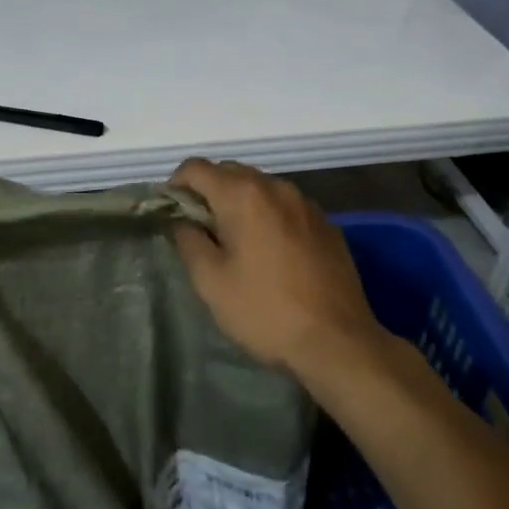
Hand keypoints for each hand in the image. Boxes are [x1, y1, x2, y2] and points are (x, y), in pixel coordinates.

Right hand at [169, 159, 381, 382]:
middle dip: (208, 193)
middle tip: (199, 230)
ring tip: (235, 242)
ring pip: (261, 187)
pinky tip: (271, 252)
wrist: (338, 341)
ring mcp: (306, 203)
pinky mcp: (327, 224)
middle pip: (230, 172)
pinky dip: (269, 216)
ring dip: (240, 203)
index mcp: (243, 195)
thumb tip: (181, 221)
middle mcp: (276, 187)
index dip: (175, 185)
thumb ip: (188, 241)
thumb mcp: (211, 282)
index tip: (170, 214)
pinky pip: (286, 207)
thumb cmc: (265, 310)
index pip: (196, 168)